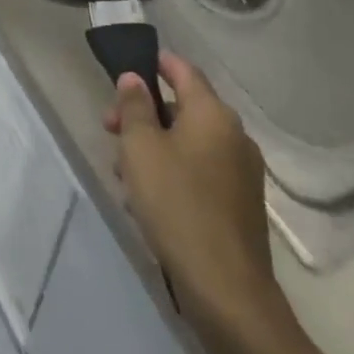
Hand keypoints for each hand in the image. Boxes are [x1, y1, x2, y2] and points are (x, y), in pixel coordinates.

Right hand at [104, 55, 287, 346]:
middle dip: (145, 113)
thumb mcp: (140, 149)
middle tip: (110, 129)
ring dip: (156, 146)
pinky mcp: (240, 204)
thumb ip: (134, 107)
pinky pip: (201, 170)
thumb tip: (134, 79)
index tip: (127, 67)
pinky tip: (148, 198)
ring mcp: (242, 172)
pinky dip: (174, 170)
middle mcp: (234, 136)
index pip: (184, 70)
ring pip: (190, 142)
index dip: (156, 62)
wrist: (226, 290)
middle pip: (184, 107)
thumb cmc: (176, 204)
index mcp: (213, 115)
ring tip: (124, 171)